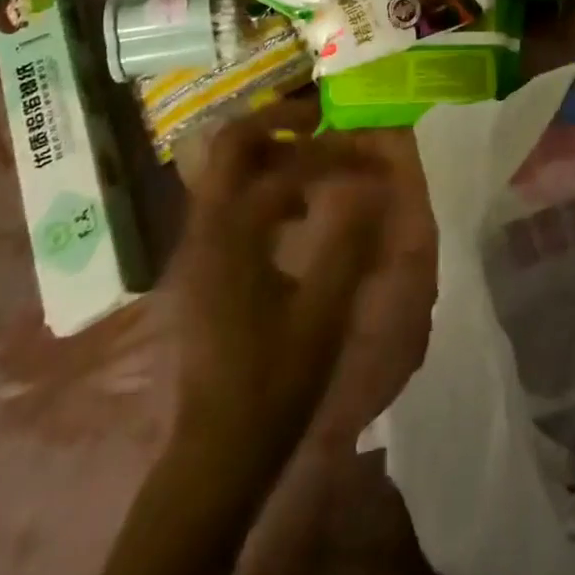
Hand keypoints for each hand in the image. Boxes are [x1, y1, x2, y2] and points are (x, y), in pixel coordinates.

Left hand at [172, 100, 385, 477]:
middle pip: (231, 143)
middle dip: (280, 122)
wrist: (216, 451)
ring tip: (318, 156)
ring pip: (227, 168)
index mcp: (233, 232)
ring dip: (271, 150)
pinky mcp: (203, 262)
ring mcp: (199, 244)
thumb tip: (375, 184)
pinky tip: (298, 208)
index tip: (374, 158)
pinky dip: (263, 183)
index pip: (287, 165)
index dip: (336, 155)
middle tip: (325, 122)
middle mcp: (207, 225)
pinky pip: (230, 197)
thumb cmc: (273, 381)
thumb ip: (349, 240)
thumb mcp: (323, 311)